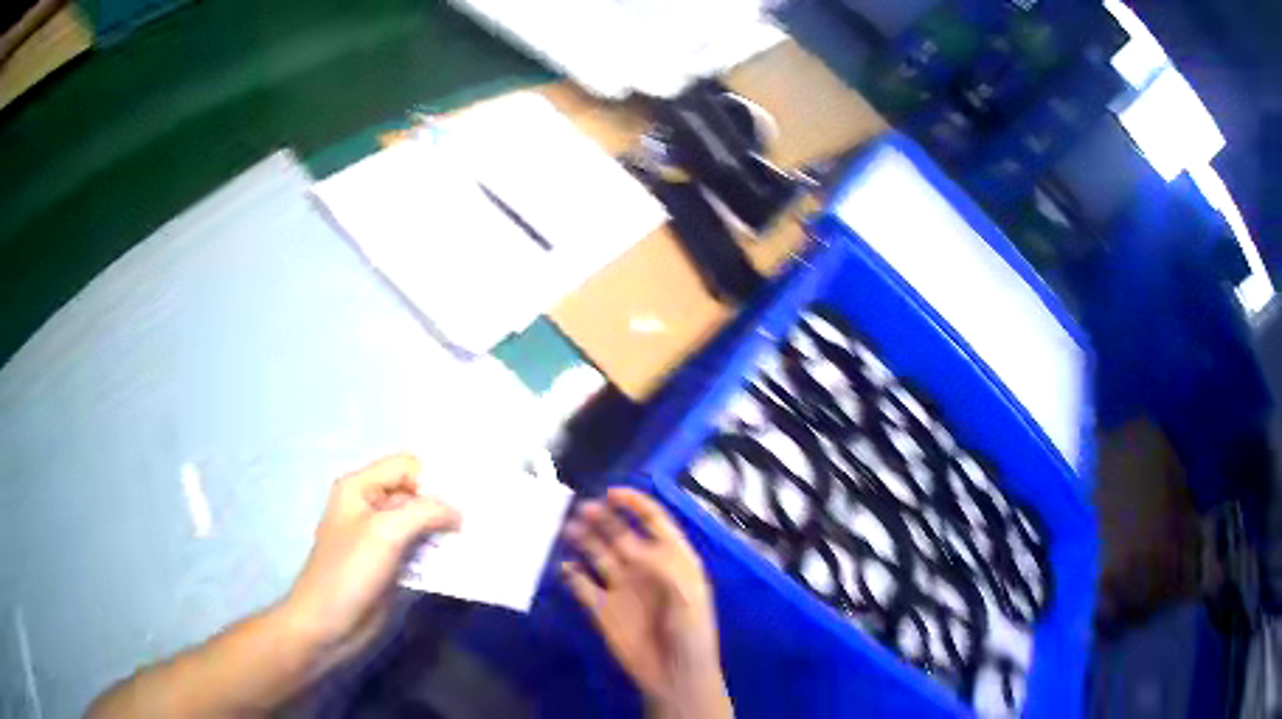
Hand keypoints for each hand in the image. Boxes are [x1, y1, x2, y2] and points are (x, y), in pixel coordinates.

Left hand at [282, 454, 460, 669]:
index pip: (406, 466)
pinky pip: (420, 550)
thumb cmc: (349, 572)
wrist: (329, 625)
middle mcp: (371, 507)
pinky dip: (439, 554)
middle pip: (416, 494)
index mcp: (360, 488)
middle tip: (480, 520)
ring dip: (446, 532)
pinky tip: (463, 561)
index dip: (435, 478)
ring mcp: (381, 538)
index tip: (469, 499)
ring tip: (477, 541)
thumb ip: (424, 512)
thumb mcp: (386, 532)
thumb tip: (458, 512)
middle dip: (445, 505)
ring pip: (421, 524)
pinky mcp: (391, 565)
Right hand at [561, 488, 731, 717]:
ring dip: (584, 540)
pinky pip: (581, 585)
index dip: (635, 504)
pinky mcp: (601, 609)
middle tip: (582, 508)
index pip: (654, 521)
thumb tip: (630, 544)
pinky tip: (564, 566)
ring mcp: (621, 588)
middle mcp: (644, 568)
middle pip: (620, 534)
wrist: (675, 675)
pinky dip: (571, 574)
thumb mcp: (686, 594)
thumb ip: (660, 565)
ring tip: (568, 529)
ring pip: (598, 554)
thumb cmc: (690, 632)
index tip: (611, 493)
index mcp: (672, 559)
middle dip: (603, 519)